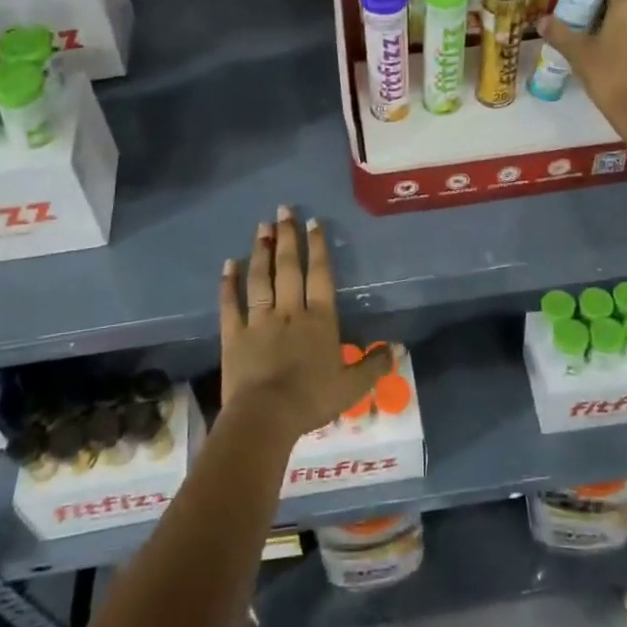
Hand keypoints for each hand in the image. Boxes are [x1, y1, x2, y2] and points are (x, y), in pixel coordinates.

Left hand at [219, 206, 390, 440]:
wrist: (266, 417)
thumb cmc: (312, 400)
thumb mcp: (352, 387)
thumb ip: (374, 365)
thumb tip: (398, 347)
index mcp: (319, 320)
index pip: (320, 275)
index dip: (317, 247)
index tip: (313, 222)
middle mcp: (290, 311)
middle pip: (289, 267)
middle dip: (287, 237)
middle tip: (283, 210)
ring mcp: (259, 320)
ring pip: (260, 279)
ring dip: (260, 251)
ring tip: (261, 226)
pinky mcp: (234, 335)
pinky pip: (231, 304)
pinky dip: (229, 283)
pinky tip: (228, 264)